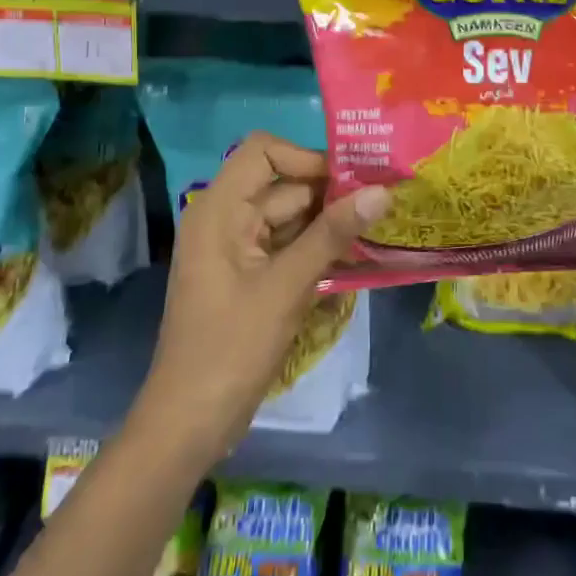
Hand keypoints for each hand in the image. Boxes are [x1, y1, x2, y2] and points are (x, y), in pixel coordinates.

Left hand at [137, 132, 388, 462]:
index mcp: (220, 209)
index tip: (350, 180)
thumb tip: (382, 191)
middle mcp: (226, 219)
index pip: (264, 151)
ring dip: (331, 223)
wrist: (190, 424)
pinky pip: (290, 246)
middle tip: (384, 203)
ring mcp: (239, 249)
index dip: (306, 157)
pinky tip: (359, 258)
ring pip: (293, 217)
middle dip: (332, 193)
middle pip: (284, 185)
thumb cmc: (231, 347)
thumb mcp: (287, 286)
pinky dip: (320, 249)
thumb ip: (333, 234)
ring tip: (381, 228)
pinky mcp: (251, 276)